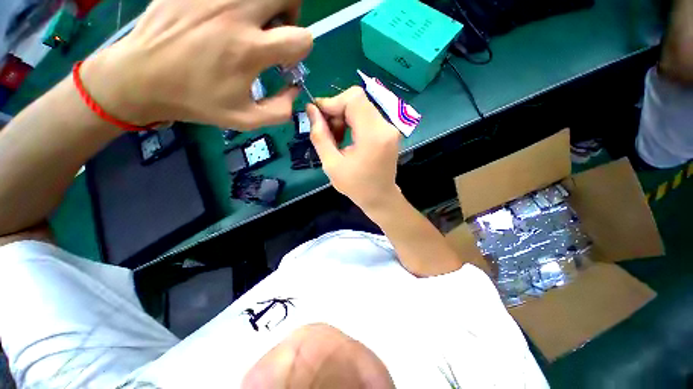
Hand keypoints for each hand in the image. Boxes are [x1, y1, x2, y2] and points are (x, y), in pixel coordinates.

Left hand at [81, 0, 312, 128]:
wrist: (142, 77)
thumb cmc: (197, 101)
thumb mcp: (246, 120)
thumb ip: (280, 110)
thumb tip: (295, 89)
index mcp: (250, 50)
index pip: (301, 38)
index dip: (300, 49)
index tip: (285, 58)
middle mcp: (235, 14)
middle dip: (290, 12)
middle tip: (274, 27)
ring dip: (266, 2)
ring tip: (251, 18)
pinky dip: (236, 2)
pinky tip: (223, 13)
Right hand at [308, 87, 401, 212]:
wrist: (381, 198)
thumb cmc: (356, 186)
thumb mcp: (332, 165)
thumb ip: (320, 136)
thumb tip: (311, 110)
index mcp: (373, 135)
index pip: (353, 99)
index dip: (332, 101)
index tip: (317, 115)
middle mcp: (386, 127)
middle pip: (358, 101)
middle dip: (337, 110)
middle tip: (327, 130)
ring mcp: (390, 128)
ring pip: (362, 107)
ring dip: (344, 117)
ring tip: (336, 137)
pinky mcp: (389, 132)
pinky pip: (368, 116)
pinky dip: (354, 122)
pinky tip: (347, 137)